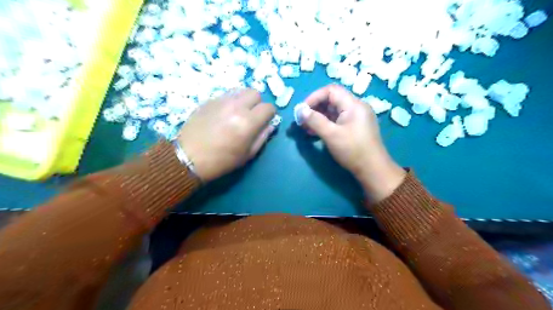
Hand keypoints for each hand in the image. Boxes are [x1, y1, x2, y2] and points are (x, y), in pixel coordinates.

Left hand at [178, 88, 274, 180]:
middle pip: (255, 93)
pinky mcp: (209, 100)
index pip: (268, 107)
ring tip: (238, 112)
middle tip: (252, 115)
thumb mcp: (247, 155)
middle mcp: (236, 106)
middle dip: (258, 103)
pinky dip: (230, 102)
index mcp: (248, 122)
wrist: (189, 157)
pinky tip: (224, 114)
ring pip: (240, 90)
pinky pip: (226, 95)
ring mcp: (221, 101)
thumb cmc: (221, 160)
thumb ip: (262, 137)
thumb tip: (270, 125)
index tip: (265, 121)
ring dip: (244, 100)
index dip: (270, 114)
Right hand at [298, 85, 403, 201]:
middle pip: (332, 100)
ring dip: (319, 117)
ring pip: (334, 111)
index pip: (331, 90)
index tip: (303, 110)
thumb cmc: (352, 150)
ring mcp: (356, 118)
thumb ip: (315, 120)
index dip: (314, 97)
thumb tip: (300, 110)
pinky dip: (326, 124)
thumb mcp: (331, 135)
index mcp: (353, 105)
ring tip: (306, 128)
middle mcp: (356, 107)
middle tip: (302, 121)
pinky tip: (316, 133)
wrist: (372, 169)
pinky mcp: (355, 127)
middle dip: (315, 108)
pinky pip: (338, 120)